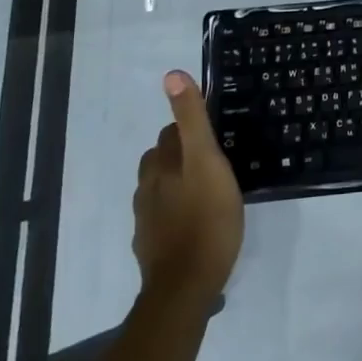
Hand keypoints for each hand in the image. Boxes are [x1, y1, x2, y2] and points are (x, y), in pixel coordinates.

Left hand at [132, 72, 242, 304]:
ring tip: (206, 188)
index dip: (190, 128)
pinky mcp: (151, 245)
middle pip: (161, 158)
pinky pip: (162, 217)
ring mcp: (147, 218)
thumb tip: (172, 74)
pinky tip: (194, 221)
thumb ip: (192, 119)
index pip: (171, 132)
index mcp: (162, 165)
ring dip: (178, 182)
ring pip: (160, 187)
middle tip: (214, 159)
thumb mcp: (208, 161)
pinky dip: (176, 211)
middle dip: (182, 153)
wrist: (185, 287)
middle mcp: (148, 187)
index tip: (214, 133)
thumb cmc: (207, 219)